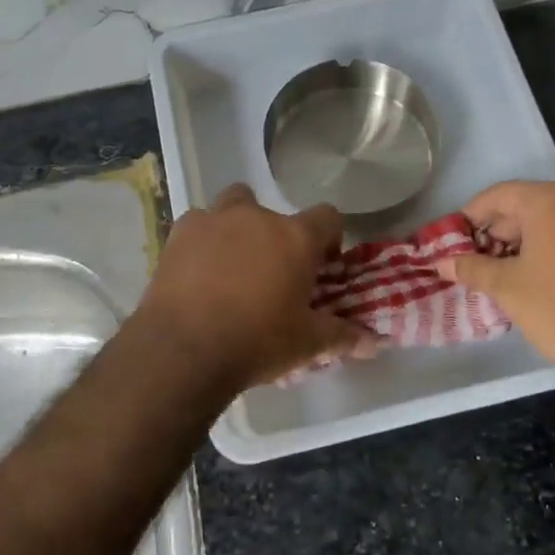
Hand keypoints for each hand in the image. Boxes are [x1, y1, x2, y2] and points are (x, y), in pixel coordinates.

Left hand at [136, 183, 379, 392]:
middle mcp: (257, 217)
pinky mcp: (179, 232)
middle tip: (273, 271)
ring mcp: (214, 219)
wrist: (183, 350)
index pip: (328, 217)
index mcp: (296, 237)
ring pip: (233, 204)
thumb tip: (375, 343)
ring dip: (238, 225)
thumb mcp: (307, 344)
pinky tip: (198, 270)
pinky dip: (202, 240)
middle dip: (278, 235)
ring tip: (233, 263)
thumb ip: (343, 336)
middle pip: (275, 210)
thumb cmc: (256, 342)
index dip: (329, 238)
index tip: (322, 265)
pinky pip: (198, 224)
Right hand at [436, 181, 554, 379]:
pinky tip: (538, 274)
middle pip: (530, 204)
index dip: (471, 215)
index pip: (501, 194)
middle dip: (500, 230)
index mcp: (554, 199)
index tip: (454, 238)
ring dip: (527, 240)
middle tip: (476, 258)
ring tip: (503, 270)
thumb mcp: (506, 287)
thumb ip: (471, 268)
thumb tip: (441, 263)